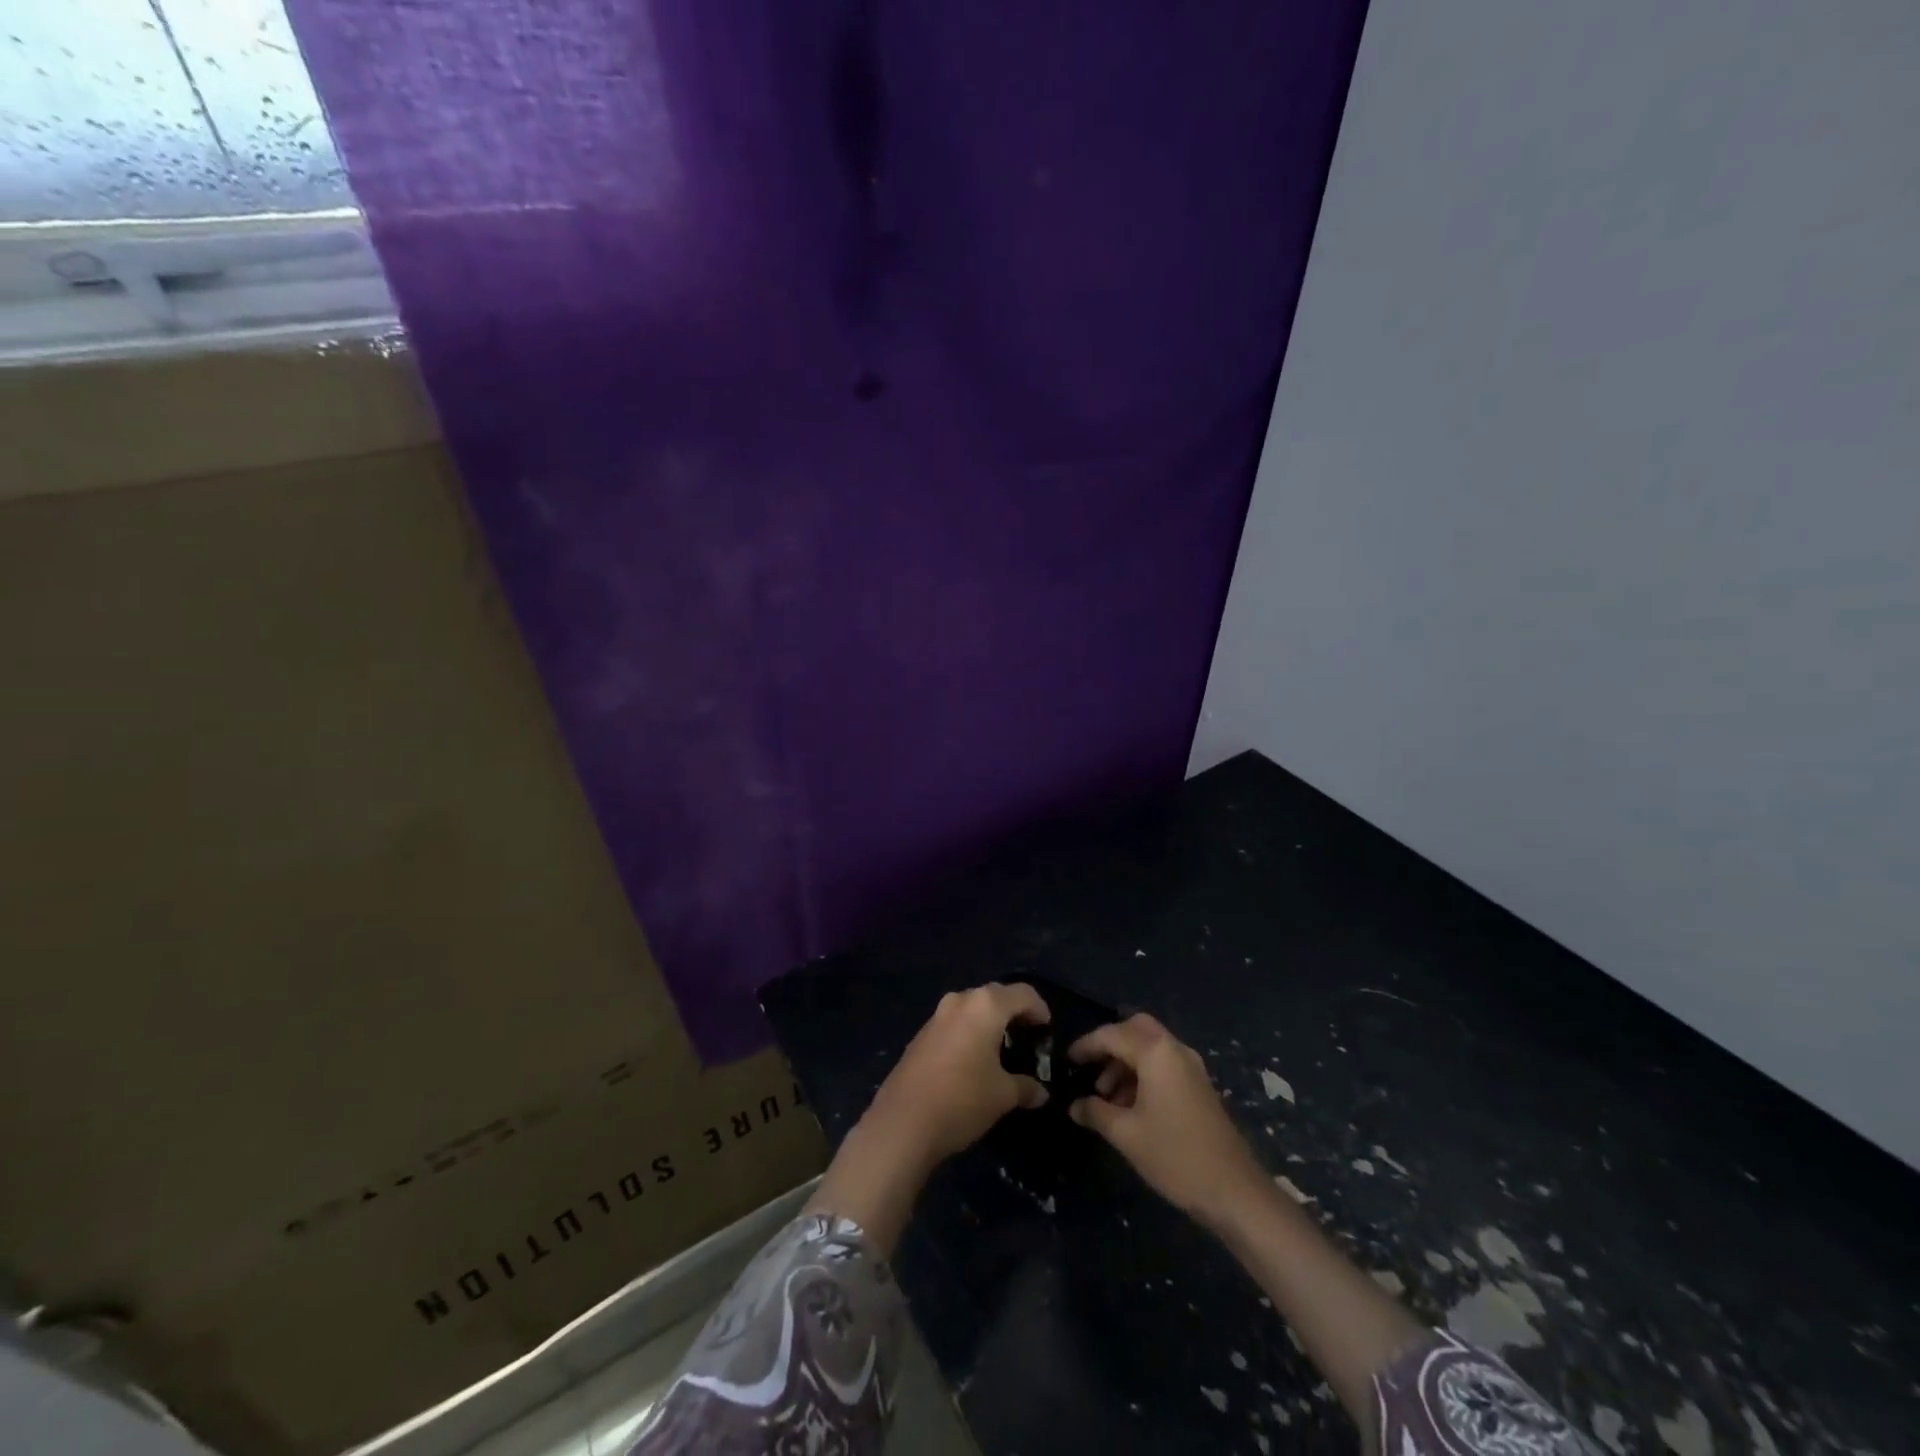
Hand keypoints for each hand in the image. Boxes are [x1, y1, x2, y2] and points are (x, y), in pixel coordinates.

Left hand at [864, 982, 1051, 1167]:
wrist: (903, 1122)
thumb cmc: (962, 1099)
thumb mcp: (1003, 1095)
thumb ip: (1026, 1087)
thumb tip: (1041, 1092)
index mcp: (985, 1006)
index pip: (1023, 994)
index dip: (1040, 1010)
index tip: (1047, 1033)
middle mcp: (960, 1001)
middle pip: (997, 996)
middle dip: (1015, 1014)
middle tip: (1028, 1040)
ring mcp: (937, 1015)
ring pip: (973, 1008)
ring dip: (990, 1023)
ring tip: (1002, 1052)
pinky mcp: (921, 1034)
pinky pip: (955, 1023)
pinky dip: (970, 1033)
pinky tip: (974, 1061)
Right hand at [1068, 1014, 1265, 1228]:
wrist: (1234, 1192)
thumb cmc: (1175, 1156)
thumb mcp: (1126, 1134)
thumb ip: (1095, 1112)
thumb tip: (1074, 1105)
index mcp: (1156, 1052)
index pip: (1112, 1035)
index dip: (1086, 1045)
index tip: (1066, 1061)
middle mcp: (1175, 1049)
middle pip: (1135, 1029)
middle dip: (1109, 1045)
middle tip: (1089, 1069)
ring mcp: (1191, 1067)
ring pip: (1150, 1047)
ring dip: (1125, 1062)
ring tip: (1106, 1097)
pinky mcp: (1199, 1086)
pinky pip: (1163, 1064)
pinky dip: (1142, 1073)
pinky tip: (1130, 1106)